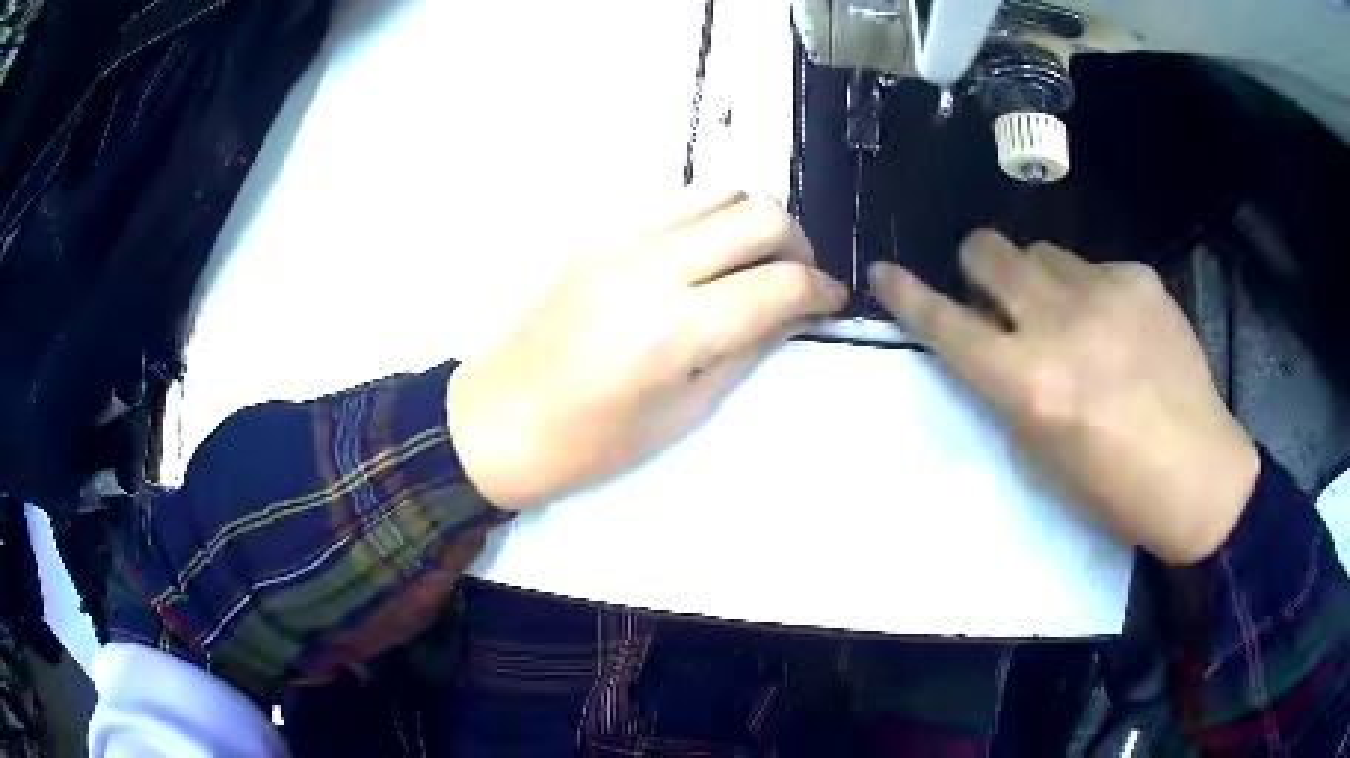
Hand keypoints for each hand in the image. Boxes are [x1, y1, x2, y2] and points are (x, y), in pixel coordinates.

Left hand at [448, 190, 847, 510]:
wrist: (497, 420)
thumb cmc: (590, 443)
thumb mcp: (684, 412)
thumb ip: (746, 349)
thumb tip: (792, 311)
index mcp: (674, 329)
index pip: (779, 283)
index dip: (820, 290)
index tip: (831, 301)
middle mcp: (652, 266)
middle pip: (759, 216)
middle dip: (799, 244)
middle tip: (798, 278)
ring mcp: (620, 238)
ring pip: (720, 190)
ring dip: (754, 219)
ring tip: (754, 260)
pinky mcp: (597, 231)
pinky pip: (675, 201)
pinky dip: (709, 217)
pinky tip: (703, 256)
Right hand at [871, 231, 1259, 563]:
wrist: (1197, 470)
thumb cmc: (1113, 488)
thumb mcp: (1042, 454)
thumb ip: (1009, 388)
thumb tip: (990, 340)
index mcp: (1029, 383)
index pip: (948, 324)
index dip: (908, 295)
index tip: (885, 270)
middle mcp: (1059, 323)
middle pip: (990, 251)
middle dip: (978, 263)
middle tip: (995, 290)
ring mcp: (1103, 291)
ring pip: (1041, 251)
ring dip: (1037, 277)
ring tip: (1069, 314)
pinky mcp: (1139, 277)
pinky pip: (1094, 266)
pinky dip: (1091, 291)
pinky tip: (1121, 327)